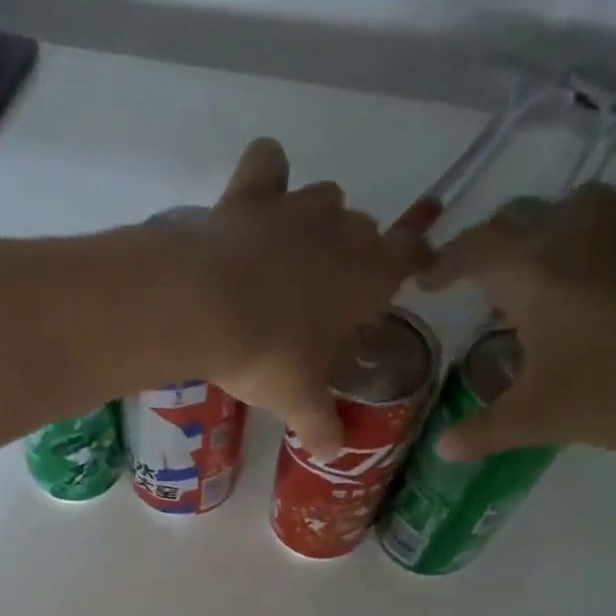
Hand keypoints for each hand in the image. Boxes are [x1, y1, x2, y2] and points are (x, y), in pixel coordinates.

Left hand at [166, 139, 430, 453]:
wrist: (205, 307)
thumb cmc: (267, 355)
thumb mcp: (298, 400)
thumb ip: (321, 425)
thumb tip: (333, 453)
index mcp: (368, 276)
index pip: (409, 257)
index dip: (410, 262)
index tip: (405, 272)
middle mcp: (342, 231)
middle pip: (363, 230)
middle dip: (351, 255)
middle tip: (321, 295)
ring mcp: (296, 207)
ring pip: (324, 197)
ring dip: (314, 220)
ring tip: (286, 256)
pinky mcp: (250, 194)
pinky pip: (268, 163)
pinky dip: (266, 174)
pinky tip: (254, 198)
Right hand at [421, 186, 615, 457]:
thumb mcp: (541, 417)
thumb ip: (484, 430)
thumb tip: (444, 449)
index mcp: (529, 267)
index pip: (469, 250)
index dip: (441, 266)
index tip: (425, 282)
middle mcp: (571, 229)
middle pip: (512, 220)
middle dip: (485, 249)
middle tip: (471, 286)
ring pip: (561, 212)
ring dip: (534, 237)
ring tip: (527, 282)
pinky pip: (601, 223)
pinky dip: (576, 243)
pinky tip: (582, 290)